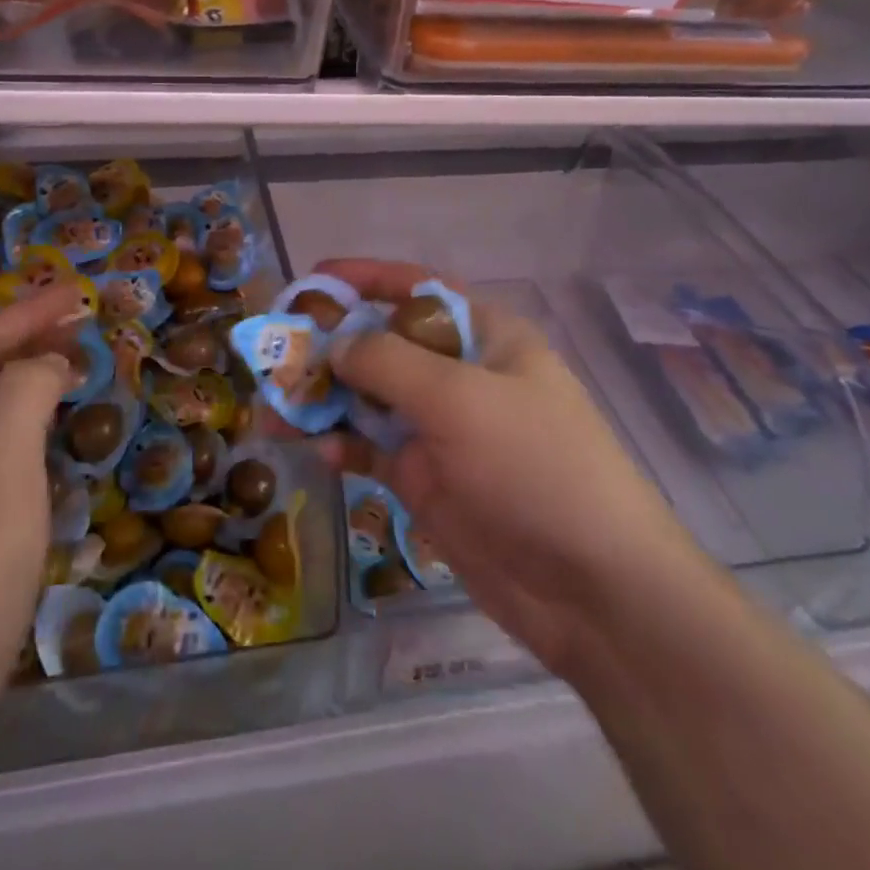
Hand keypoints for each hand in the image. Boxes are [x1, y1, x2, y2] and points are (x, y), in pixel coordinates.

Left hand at [0, 285, 83, 812]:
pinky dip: (19, 417)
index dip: (28, 312)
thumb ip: (24, 389)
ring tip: (73, 358)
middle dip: (25, 336)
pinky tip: (45, 425)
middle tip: (81, 318)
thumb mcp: (1, 462)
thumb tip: (45, 361)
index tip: (79, 291)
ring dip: (23, 373)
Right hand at [315, 260, 700, 677]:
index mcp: (483, 337)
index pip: (416, 289)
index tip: (313, 278)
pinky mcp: (430, 481)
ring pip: (370, 400)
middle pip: (383, 344)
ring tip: (272, 406)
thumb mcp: (460, 398)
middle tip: (275, 351)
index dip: (365, 278)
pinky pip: (374, 451)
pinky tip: (317, 452)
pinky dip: (344, 447)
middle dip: (331, 344)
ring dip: (324, 400)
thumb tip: (334, 345)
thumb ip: (387, 362)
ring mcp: (444, 431)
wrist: (596, 592)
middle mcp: (460, 375)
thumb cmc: (535, 467)